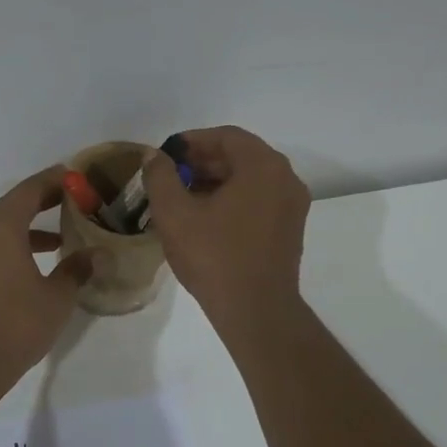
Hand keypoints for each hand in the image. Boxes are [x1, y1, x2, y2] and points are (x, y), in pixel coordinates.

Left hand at [0, 167, 92, 386]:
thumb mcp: (56, 297)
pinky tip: (38, 264)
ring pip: (2, 227)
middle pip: (14, 204)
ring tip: (63, 234)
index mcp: (1, 226)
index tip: (79, 177)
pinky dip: (16, 245)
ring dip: (31, 226)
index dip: (56, 180)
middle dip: (45, 201)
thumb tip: (98, 254)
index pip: (31, 189)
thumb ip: (77, 269)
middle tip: (76, 200)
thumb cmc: (15, 324)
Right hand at [143, 127, 310, 333]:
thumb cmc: (214, 256)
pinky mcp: (290, 230)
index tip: (165, 154)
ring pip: (250, 180)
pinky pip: (259, 200)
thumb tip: (153, 156)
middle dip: (203, 162)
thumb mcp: (175, 214)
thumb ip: (160, 176)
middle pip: (240, 156)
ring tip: (182, 198)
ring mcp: (292, 206)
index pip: (225, 136)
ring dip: (216, 182)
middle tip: (170, 176)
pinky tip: (205, 218)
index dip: (192, 141)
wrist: (255, 310)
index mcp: (263, 166)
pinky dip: (233, 200)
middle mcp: (285, 178)